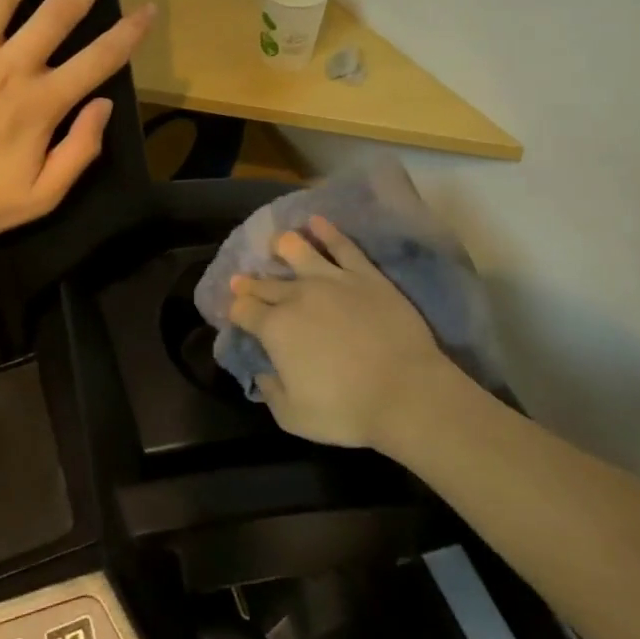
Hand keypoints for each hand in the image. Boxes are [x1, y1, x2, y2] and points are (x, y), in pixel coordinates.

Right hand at [227, 216, 457, 450]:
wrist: (405, 391)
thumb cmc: (346, 410)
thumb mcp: (294, 417)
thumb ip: (271, 392)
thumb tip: (263, 373)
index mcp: (275, 328)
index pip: (244, 310)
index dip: (235, 309)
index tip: (234, 310)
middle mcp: (297, 296)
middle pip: (266, 283)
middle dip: (250, 282)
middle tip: (241, 279)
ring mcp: (332, 280)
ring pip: (300, 252)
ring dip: (283, 245)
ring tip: (277, 240)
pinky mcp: (364, 275)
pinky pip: (342, 246)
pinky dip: (327, 231)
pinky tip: (317, 221)